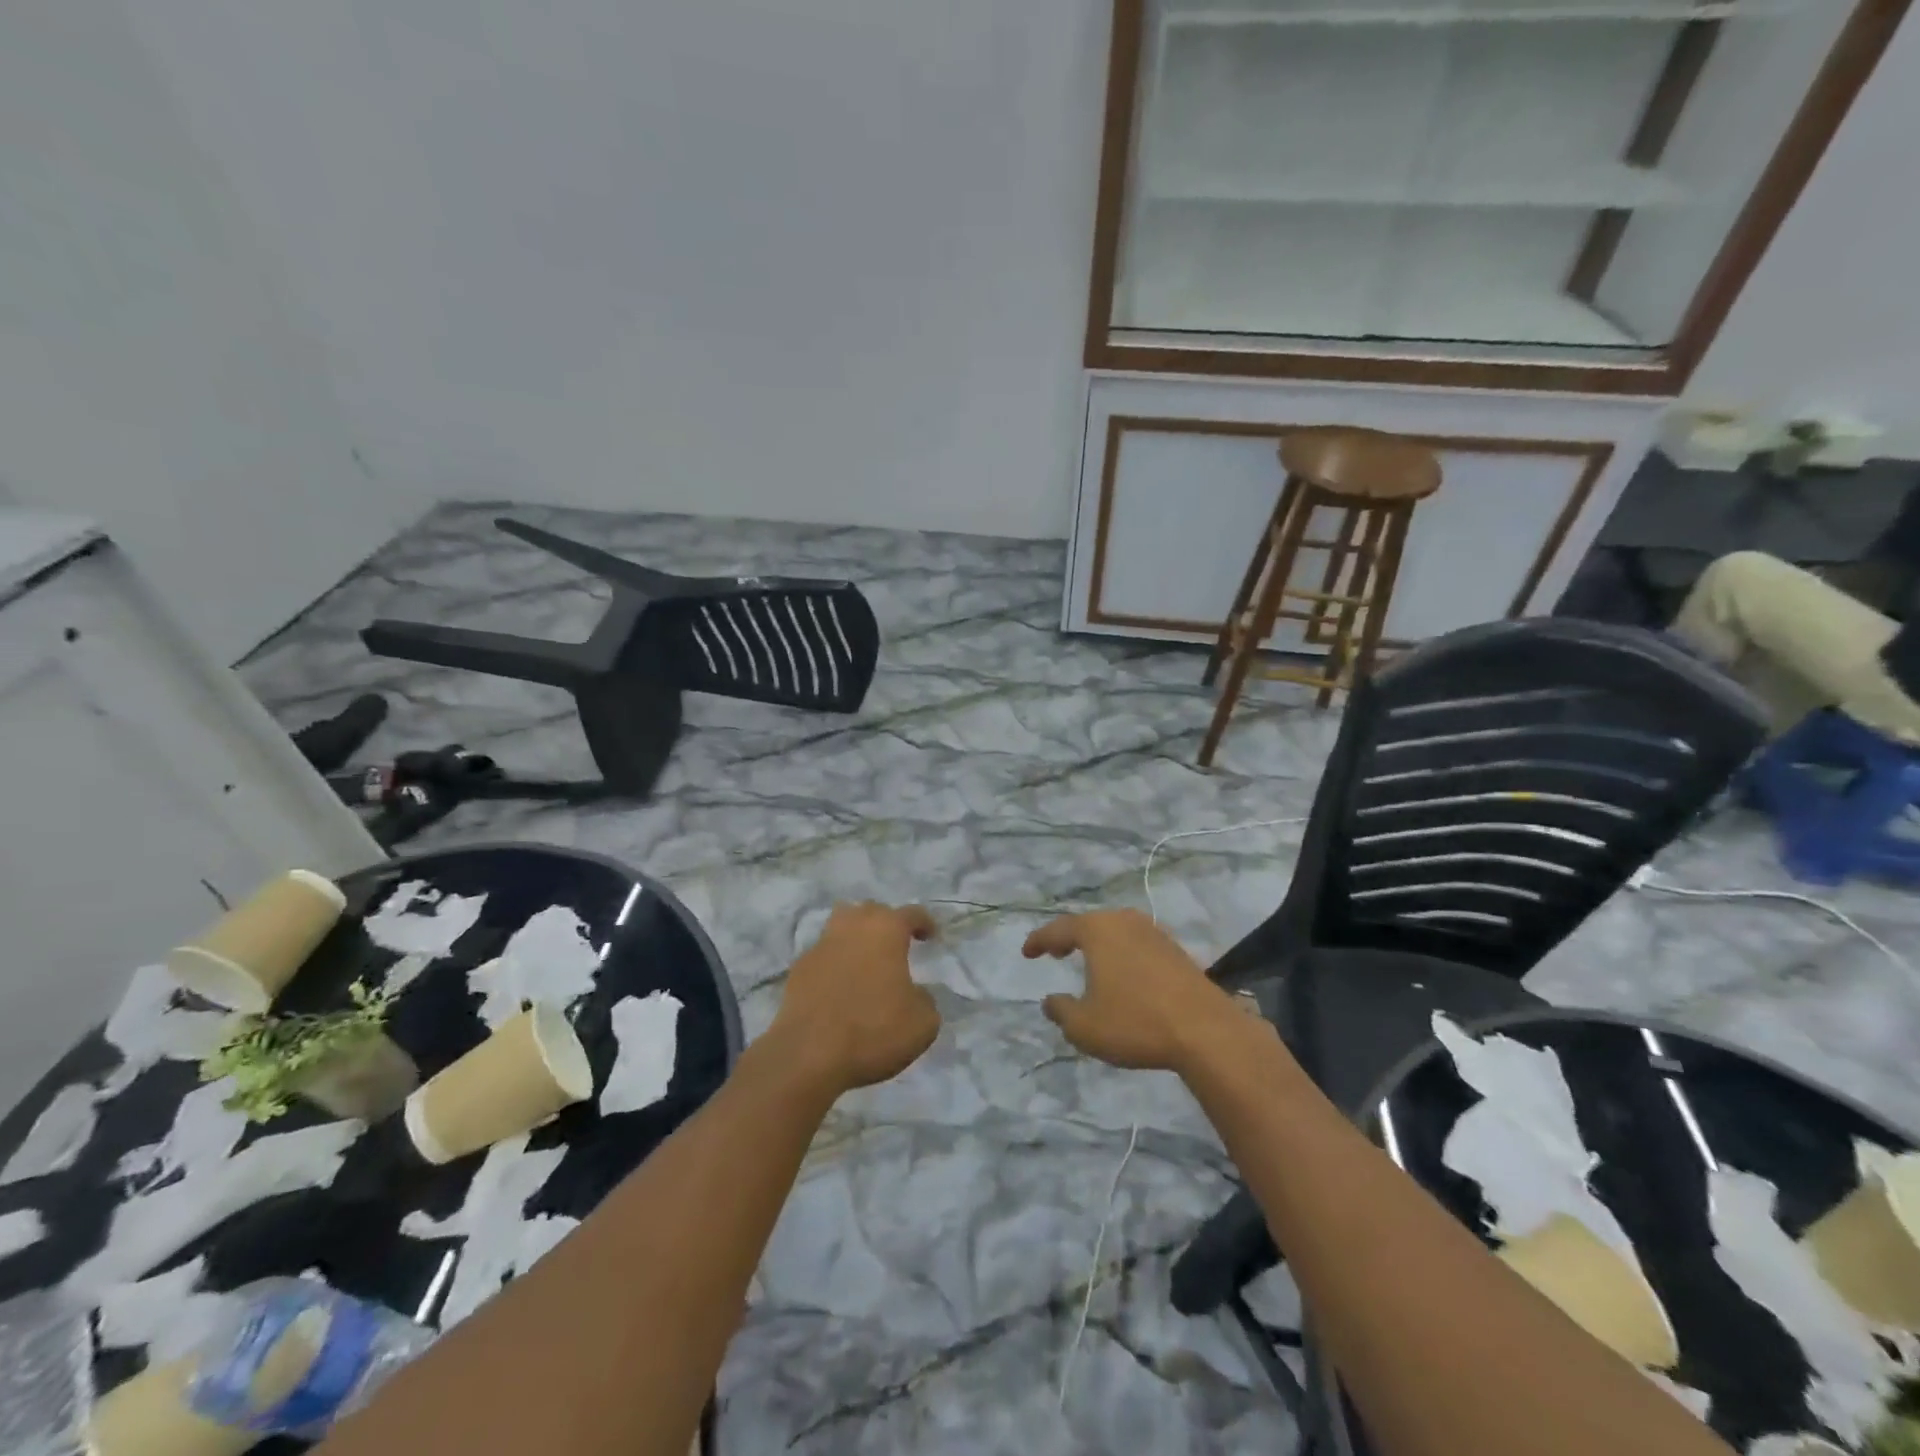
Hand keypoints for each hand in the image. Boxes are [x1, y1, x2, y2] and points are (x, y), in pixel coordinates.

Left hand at [770, 902, 939, 1094]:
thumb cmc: (874, 1030)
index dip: (924, 923)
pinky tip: (840, 985)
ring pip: (841, 925)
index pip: (911, 913)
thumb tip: (915, 994)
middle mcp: (852, 926)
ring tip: (866, 957)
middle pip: (871, 911)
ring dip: (856, 935)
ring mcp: (821, 945)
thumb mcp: (922, 1023)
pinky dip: (835, 962)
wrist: (809, 1055)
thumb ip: (925, 999)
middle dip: (886, 923)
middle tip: (896, 945)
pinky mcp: (798, 968)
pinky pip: (823, 954)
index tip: (930, 936)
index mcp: (886, 929)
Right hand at [1023, 909, 1247, 1072]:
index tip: (1027, 952)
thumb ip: (1061, 1011)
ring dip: (1098, 944)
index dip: (1039, 941)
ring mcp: (1154, 932)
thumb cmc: (1136, 1022)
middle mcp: (1124, 921)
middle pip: (1089, 924)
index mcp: (1097, 930)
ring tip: (1087, 962)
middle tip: (1056, 952)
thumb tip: (1050, 1001)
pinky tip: (1122, 973)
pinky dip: (1121, 953)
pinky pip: (1136, 943)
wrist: (1206, 1031)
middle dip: (1070, 937)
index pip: (1058, 929)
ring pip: (1115, 931)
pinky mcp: (1175, 949)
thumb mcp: (1085, 1027)